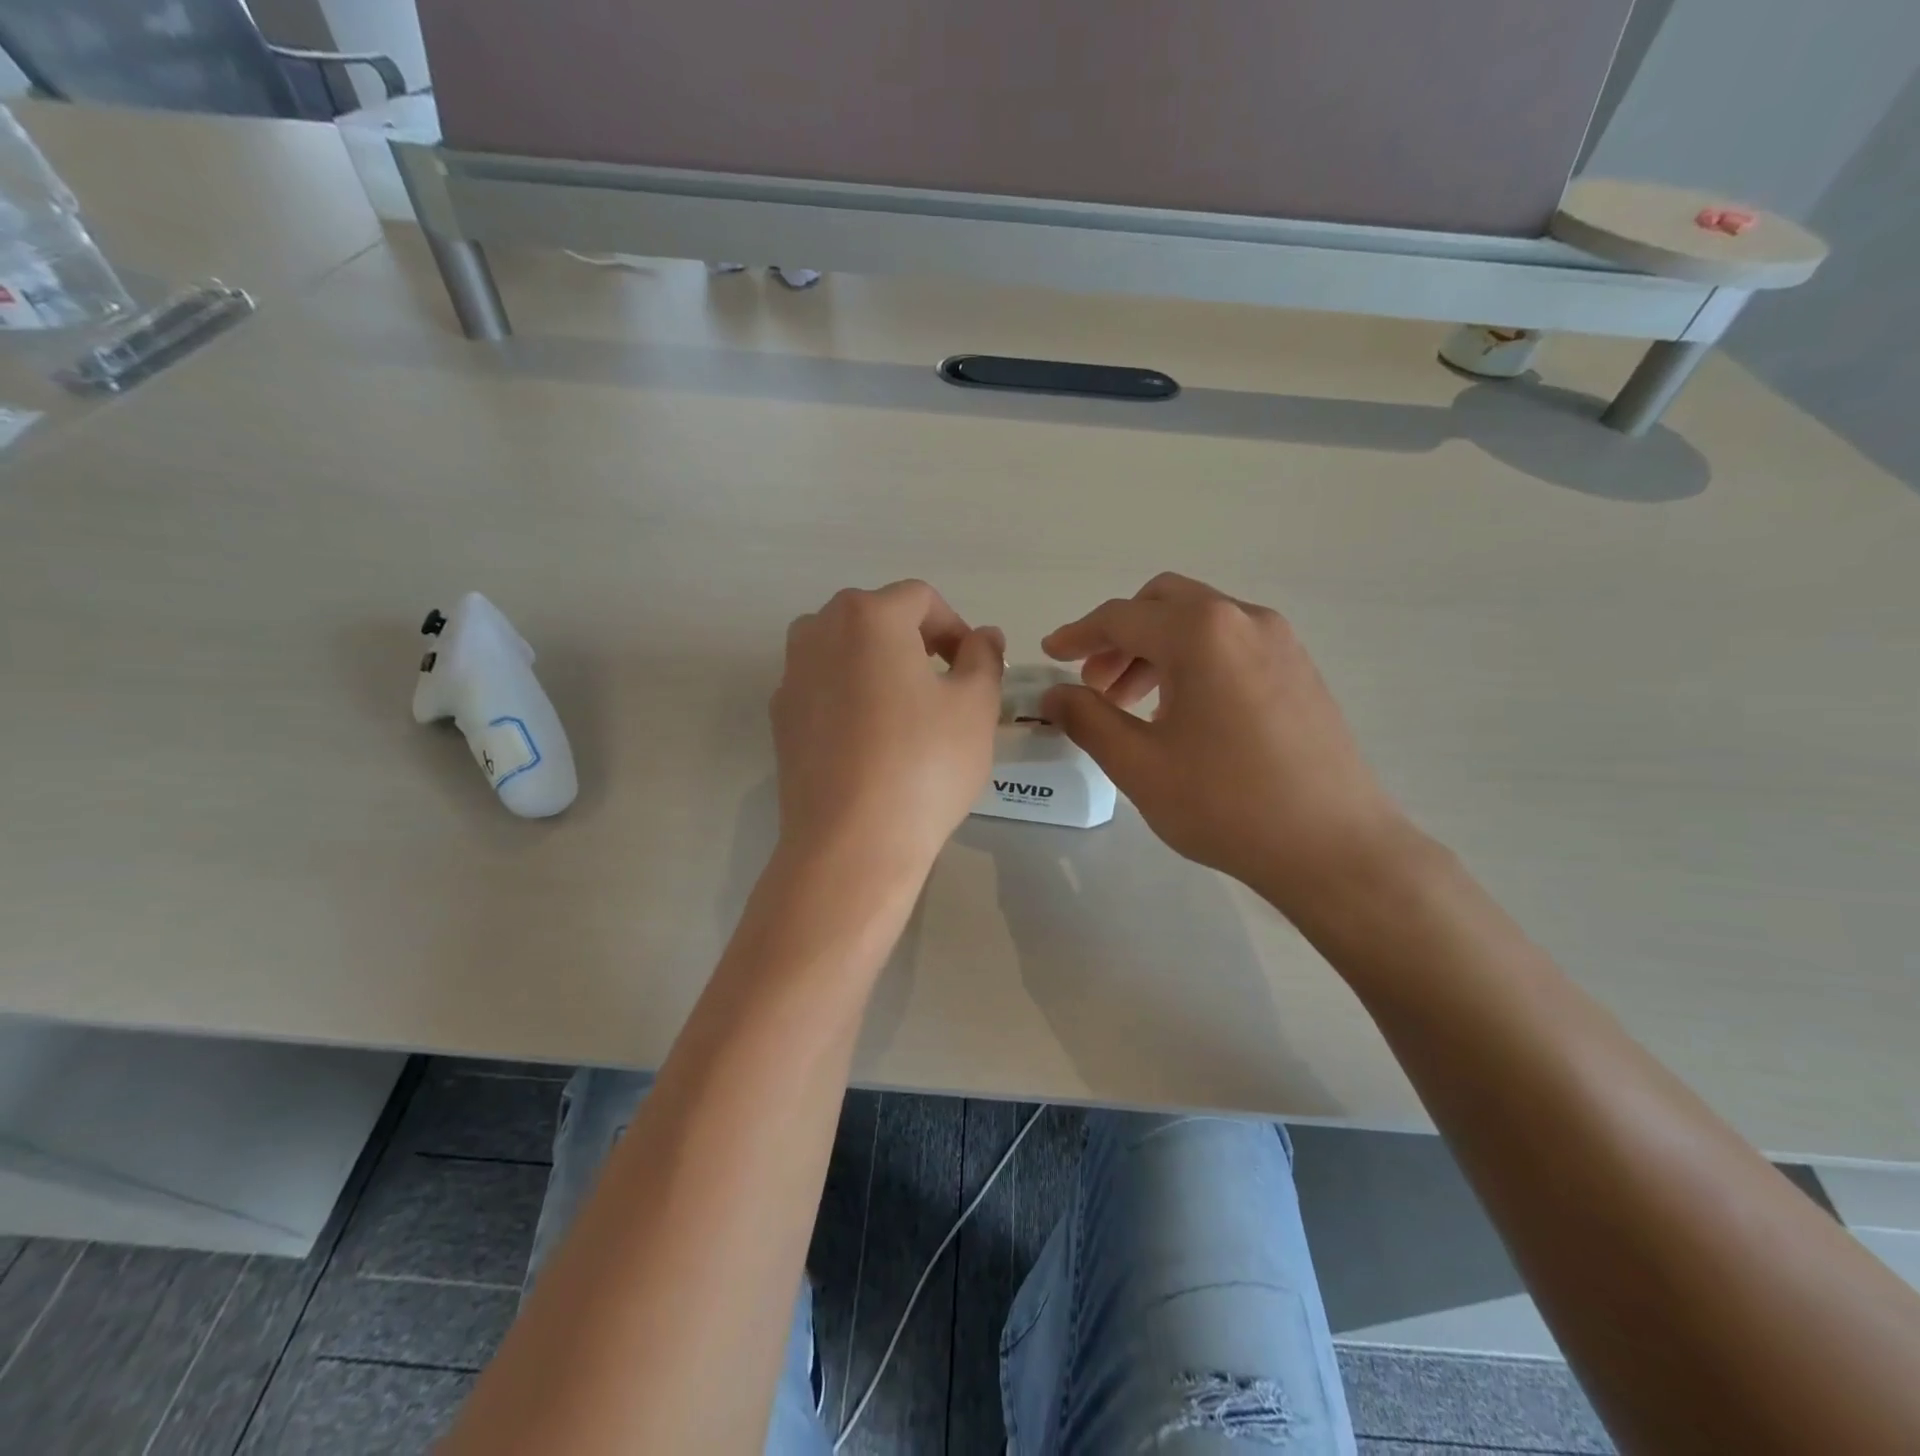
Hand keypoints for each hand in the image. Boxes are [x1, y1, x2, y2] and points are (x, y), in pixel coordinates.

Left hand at [773, 581, 1003, 874]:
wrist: (851, 843)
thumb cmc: (924, 765)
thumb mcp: (975, 707)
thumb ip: (984, 658)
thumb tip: (983, 637)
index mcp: (868, 616)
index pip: (921, 598)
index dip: (956, 627)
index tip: (974, 668)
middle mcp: (819, 631)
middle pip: (876, 617)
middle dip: (915, 641)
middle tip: (945, 686)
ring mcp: (792, 675)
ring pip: (844, 650)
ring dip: (879, 665)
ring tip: (907, 710)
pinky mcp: (780, 717)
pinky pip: (824, 687)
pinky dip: (850, 696)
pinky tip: (871, 741)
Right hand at [1041, 572, 1409, 915]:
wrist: (1333, 846)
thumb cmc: (1226, 803)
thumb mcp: (1139, 765)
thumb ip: (1088, 719)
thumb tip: (1054, 694)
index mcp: (1201, 633)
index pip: (1121, 618)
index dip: (1077, 634)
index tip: (1049, 655)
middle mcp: (1243, 619)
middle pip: (1163, 604)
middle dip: (1120, 636)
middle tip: (1095, 684)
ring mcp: (1280, 642)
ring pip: (1200, 622)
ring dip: (1156, 649)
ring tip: (1132, 704)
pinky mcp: (1299, 669)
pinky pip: (1231, 644)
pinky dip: (1193, 660)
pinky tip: (1183, 712)